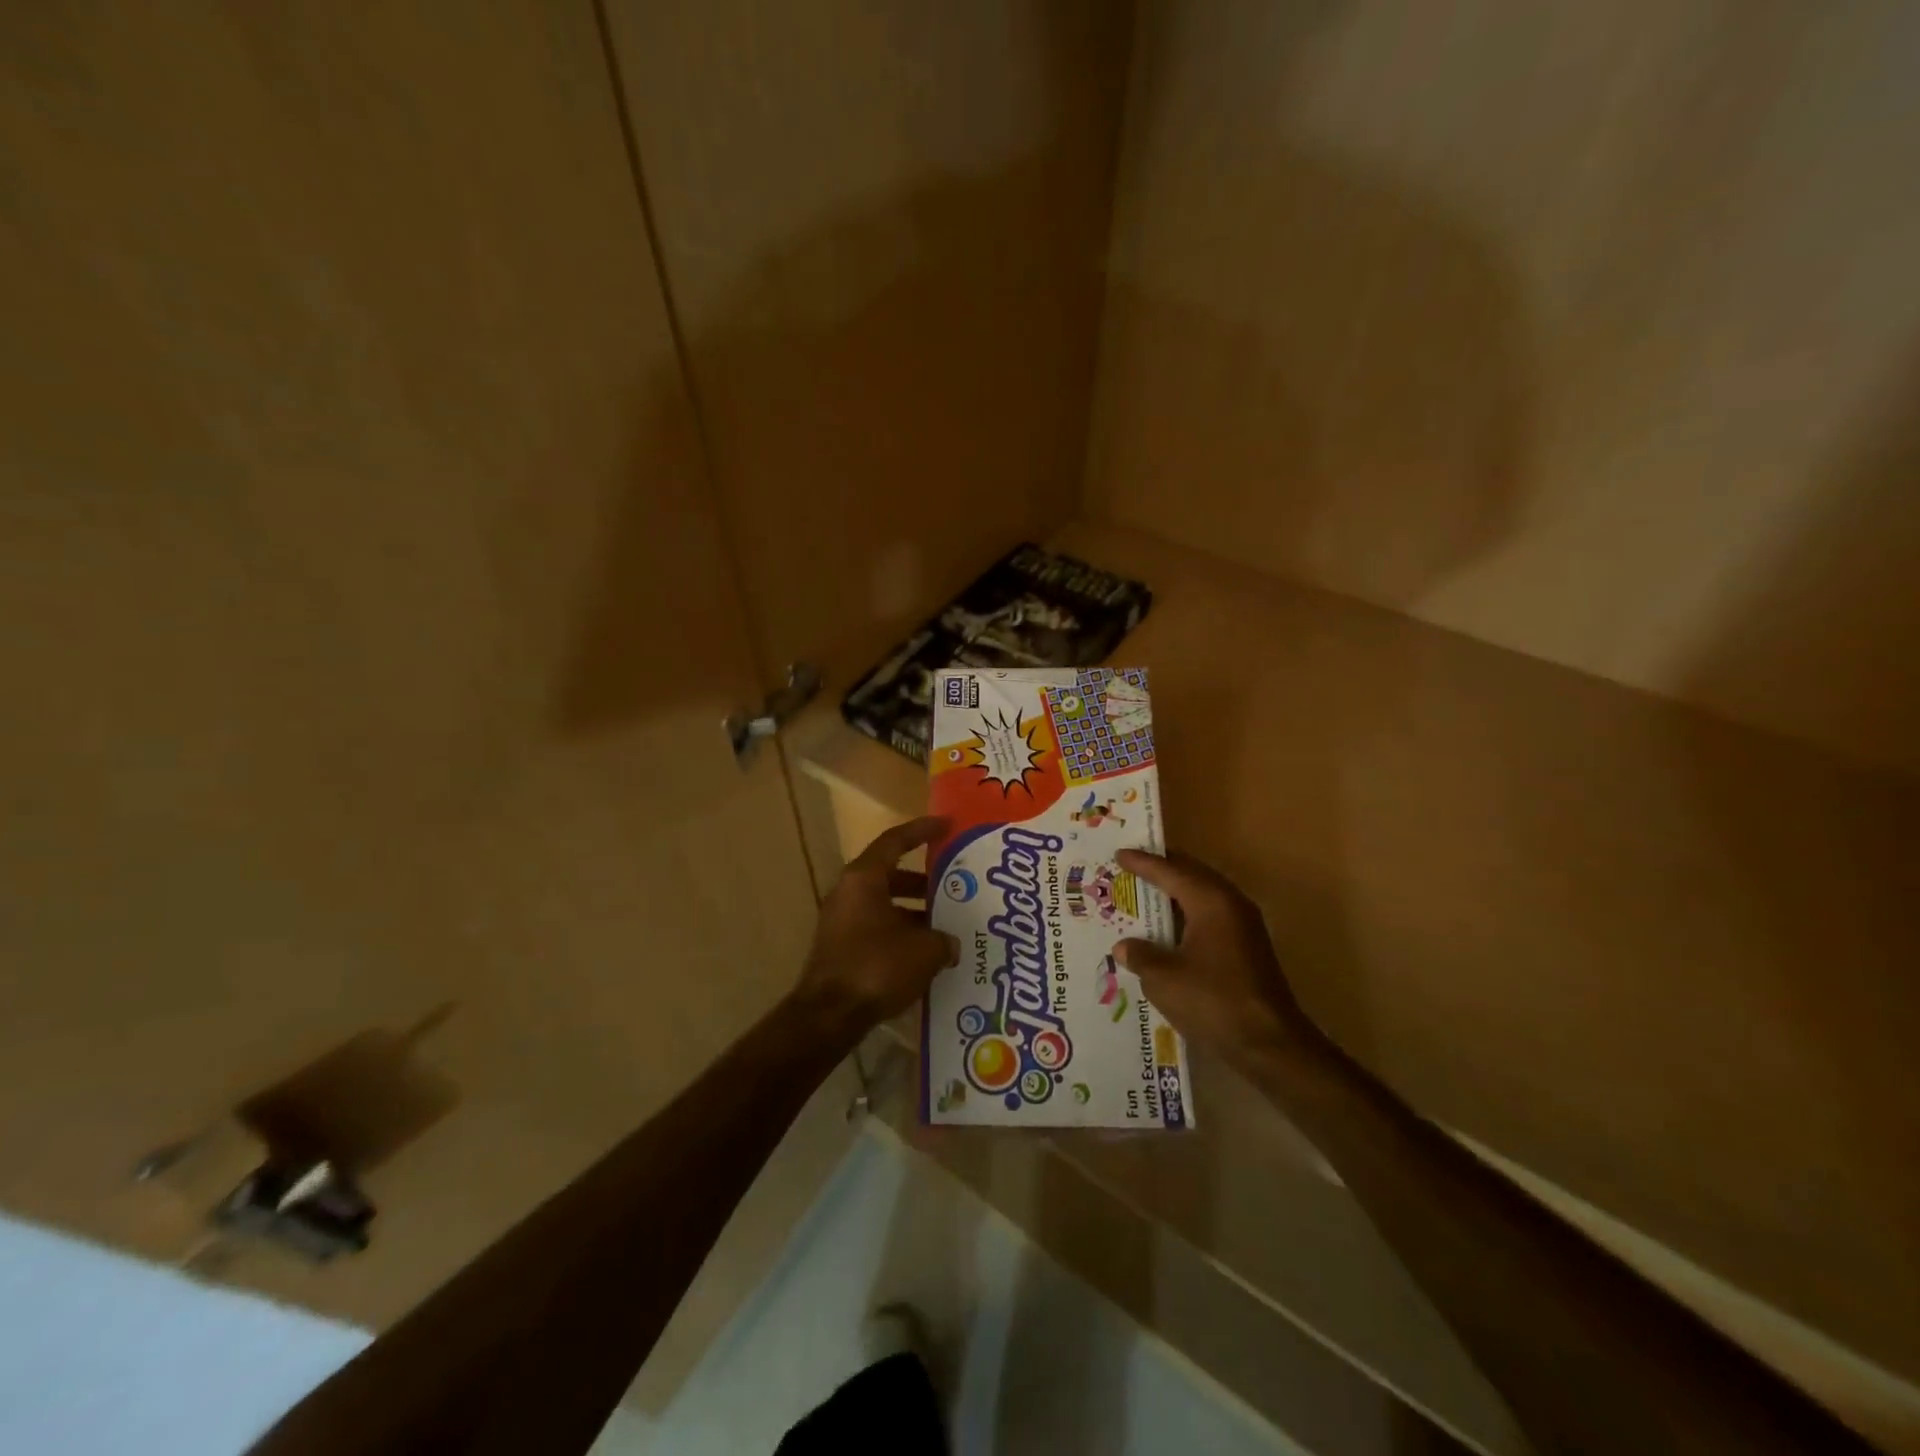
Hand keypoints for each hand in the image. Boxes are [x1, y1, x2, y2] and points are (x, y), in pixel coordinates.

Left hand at [794, 816, 958, 1032]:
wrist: (829, 1015)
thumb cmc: (877, 967)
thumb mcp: (924, 951)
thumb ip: (943, 940)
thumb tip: (949, 944)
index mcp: (864, 878)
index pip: (895, 841)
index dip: (922, 830)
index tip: (947, 825)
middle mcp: (848, 892)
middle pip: (890, 874)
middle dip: (923, 880)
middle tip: (953, 885)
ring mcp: (840, 920)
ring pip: (884, 903)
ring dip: (913, 910)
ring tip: (945, 924)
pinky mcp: (840, 947)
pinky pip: (876, 927)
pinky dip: (900, 932)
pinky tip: (925, 953)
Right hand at [1112, 849, 1315, 1062]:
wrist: (1270, 1044)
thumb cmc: (1213, 1002)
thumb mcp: (1163, 979)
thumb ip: (1140, 955)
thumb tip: (1125, 946)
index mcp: (1210, 901)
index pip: (1170, 871)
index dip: (1142, 863)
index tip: (1119, 854)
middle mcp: (1230, 903)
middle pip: (1192, 874)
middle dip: (1162, 868)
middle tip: (1133, 865)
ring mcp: (1244, 925)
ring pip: (1204, 894)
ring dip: (1176, 891)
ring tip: (1147, 891)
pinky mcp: (1248, 947)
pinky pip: (1211, 914)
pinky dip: (1188, 912)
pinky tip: (1170, 928)